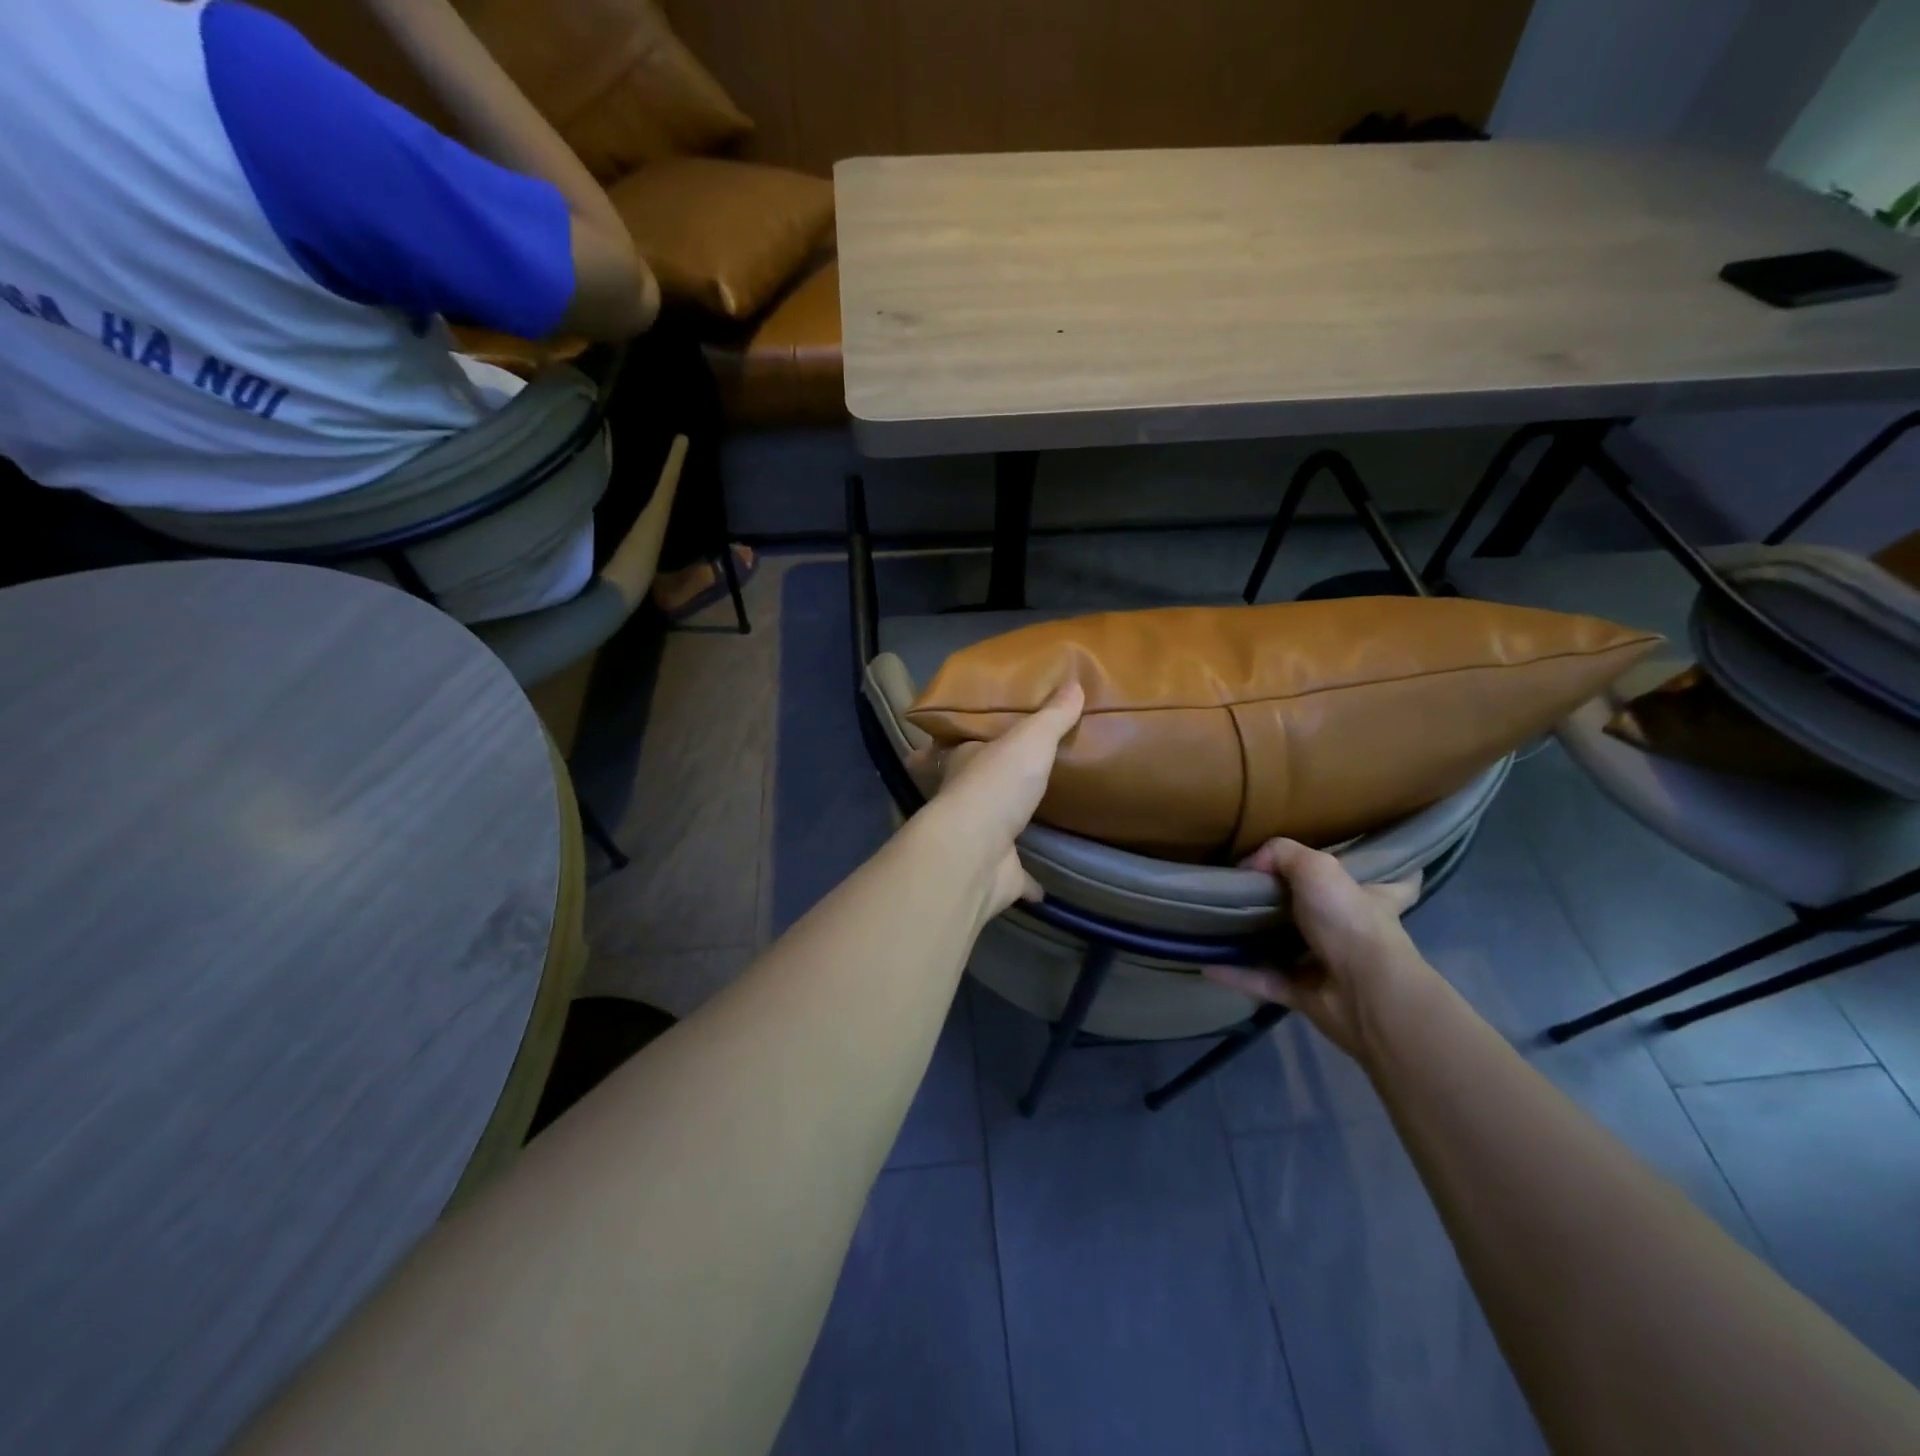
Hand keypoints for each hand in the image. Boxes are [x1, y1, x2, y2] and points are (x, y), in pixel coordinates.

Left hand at [907, 683, 1083, 918]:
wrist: (977, 852)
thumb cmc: (995, 785)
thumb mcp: (1029, 739)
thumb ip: (1051, 716)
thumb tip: (1074, 682)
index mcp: (961, 764)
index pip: (949, 748)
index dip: (953, 743)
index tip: (962, 740)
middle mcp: (963, 800)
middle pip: (971, 788)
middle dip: (985, 784)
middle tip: (1011, 777)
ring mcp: (978, 840)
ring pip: (992, 830)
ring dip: (1007, 826)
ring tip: (1032, 818)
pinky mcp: (996, 874)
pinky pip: (1016, 876)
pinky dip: (1029, 881)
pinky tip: (1045, 884)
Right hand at [1204, 838, 1431, 1060]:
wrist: (1364, 992)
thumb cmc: (1350, 921)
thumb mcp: (1316, 867)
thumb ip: (1281, 854)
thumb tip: (1249, 865)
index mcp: (1372, 900)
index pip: (1391, 883)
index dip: (1378, 875)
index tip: (1359, 867)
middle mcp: (1354, 933)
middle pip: (1327, 915)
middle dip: (1296, 905)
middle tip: (1254, 890)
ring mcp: (1330, 967)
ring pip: (1289, 949)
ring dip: (1259, 941)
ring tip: (1222, 924)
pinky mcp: (1305, 995)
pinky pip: (1262, 980)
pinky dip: (1235, 973)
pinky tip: (1205, 962)